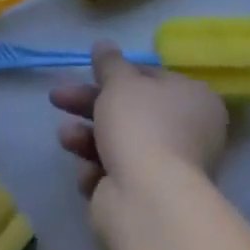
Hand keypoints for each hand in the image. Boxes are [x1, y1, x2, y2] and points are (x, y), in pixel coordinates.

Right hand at [51, 41, 227, 217]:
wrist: (147, 203)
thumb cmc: (140, 127)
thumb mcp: (120, 82)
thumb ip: (109, 62)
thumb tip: (104, 45)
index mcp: (192, 100)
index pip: (150, 78)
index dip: (116, 74)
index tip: (89, 72)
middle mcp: (187, 134)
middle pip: (128, 111)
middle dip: (89, 104)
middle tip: (57, 99)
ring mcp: (168, 171)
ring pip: (118, 143)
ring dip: (86, 137)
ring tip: (65, 138)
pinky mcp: (147, 201)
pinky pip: (116, 176)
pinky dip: (98, 172)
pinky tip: (88, 175)